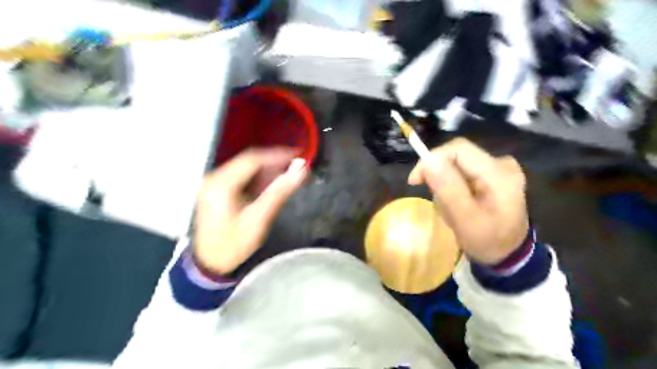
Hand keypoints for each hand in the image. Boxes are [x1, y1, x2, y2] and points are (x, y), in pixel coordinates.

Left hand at [193, 148, 309, 274]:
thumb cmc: (233, 245)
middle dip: (275, 163)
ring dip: (269, 171)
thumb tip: (301, 171)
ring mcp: (215, 183)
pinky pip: (243, 177)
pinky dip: (260, 179)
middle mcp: (215, 178)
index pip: (253, 160)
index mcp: (221, 184)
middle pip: (250, 162)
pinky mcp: (219, 190)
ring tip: (289, 176)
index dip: (277, 155)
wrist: (210, 264)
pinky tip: (273, 185)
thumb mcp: (258, 219)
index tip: (298, 156)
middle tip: (297, 167)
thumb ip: (279, 192)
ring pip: (247, 169)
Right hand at [409, 138, 529, 265]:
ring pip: (458, 164)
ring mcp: (500, 168)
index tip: (415, 180)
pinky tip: (457, 202)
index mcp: (499, 173)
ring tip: (449, 207)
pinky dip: (453, 185)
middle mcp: (502, 163)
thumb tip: (429, 161)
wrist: (509, 254)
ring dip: (445, 183)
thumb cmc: (487, 241)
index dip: (432, 159)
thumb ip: (448, 189)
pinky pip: (464, 171)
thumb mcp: (465, 220)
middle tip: (434, 199)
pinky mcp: (494, 174)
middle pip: (457, 156)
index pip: (458, 149)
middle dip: (439, 176)